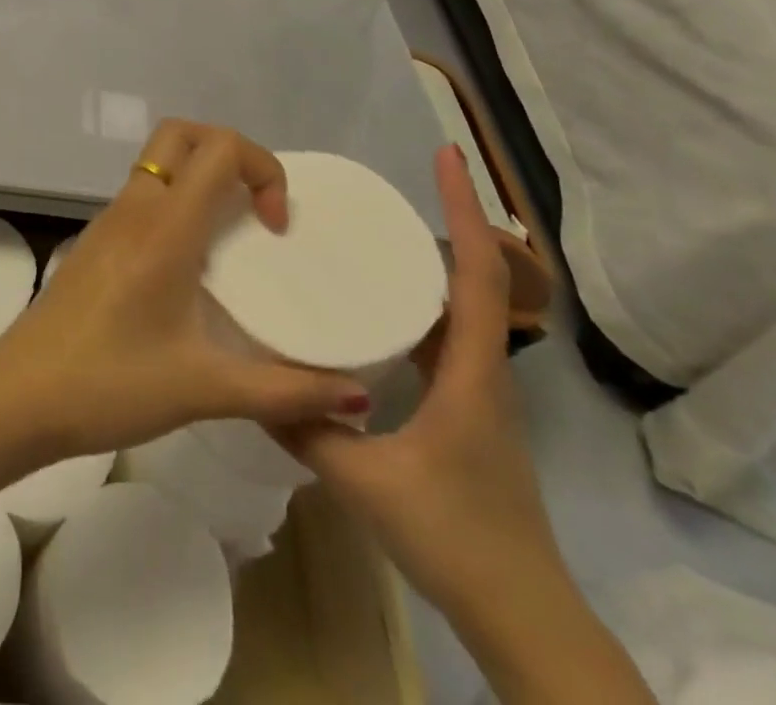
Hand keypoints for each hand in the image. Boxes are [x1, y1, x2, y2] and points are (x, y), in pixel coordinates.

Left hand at [0, 120, 366, 459]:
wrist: (20, 394)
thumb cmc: (110, 384)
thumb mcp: (203, 389)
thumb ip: (284, 392)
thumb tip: (359, 398)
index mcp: (165, 227)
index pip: (219, 147)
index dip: (262, 168)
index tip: (274, 227)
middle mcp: (136, 206)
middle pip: (183, 133)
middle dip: (229, 151)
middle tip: (254, 210)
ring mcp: (110, 218)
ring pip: (160, 160)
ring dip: (201, 176)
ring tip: (232, 236)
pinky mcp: (97, 238)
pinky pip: (144, 191)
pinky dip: (177, 199)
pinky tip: (191, 263)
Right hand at [280, 147, 568, 626]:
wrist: (523, 618)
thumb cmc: (456, 538)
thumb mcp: (365, 481)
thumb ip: (305, 428)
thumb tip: (252, 383)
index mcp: (472, 371)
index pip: (476, 274)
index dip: (465, 210)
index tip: (448, 157)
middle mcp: (483, 370)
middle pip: (474, 279)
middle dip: (446, 224)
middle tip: (388, 193)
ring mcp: (478, 393)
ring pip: (459, 311)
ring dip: (431, 266)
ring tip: (375, 240)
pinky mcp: (466, 413)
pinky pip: (445, 342)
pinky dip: (418, 310)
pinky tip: (376, 315)